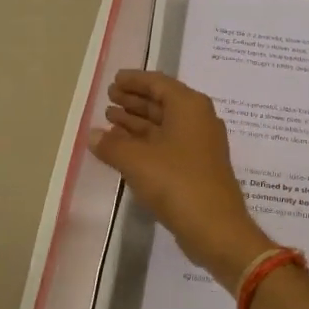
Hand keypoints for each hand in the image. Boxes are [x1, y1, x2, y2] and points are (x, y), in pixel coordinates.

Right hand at [90, 71, 271, 292]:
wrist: (215, 228)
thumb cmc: (177, 183)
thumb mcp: (137, 161)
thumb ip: (112, 145)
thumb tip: (93, 135)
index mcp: (189, 106)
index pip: (158, 83)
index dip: (134, 80)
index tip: (114, 80)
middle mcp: (198, 119)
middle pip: (162, 102)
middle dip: (134, 100)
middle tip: (108, 99)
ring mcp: (200, 145)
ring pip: (163, 124)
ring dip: (137, 122)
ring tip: (109, 120)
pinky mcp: (197, 167)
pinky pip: (167, 144)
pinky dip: (146, 142)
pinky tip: (124, 148)